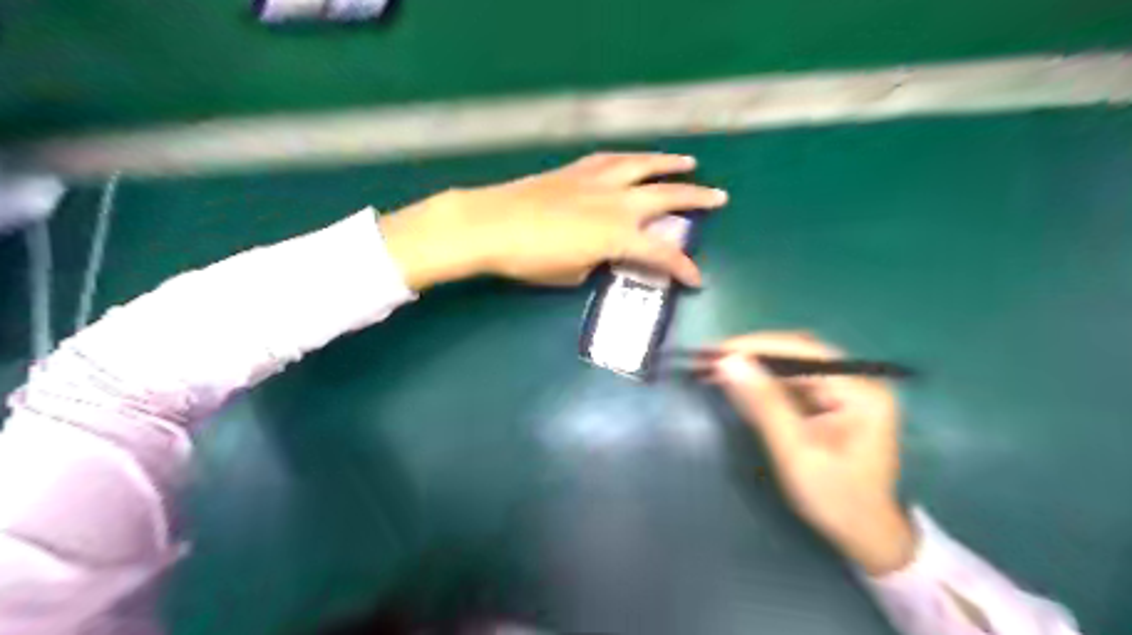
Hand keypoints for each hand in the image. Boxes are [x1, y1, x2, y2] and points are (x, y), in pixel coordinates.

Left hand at [377, 152, 725, 289]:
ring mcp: (596, 180)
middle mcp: (615, 202)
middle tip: (719, 197)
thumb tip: (602, 254)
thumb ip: (596, 262)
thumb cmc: (529, 258)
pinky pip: (613, 159)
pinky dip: (632, 158)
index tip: (697, 280)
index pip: (661, 254)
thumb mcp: (571, 273)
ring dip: (669, 164)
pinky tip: (636, 158)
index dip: (682, 269)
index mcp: (616, 235)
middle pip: (666, 197)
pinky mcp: (576, 170)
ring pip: (643, 166)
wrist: (488, 224)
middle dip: (697, 199)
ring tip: (689, 162)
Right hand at [705, 332, 912, 574]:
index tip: (719, 350)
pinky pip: (794, 381)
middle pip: (798, 353)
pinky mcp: (834, 401)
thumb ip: (764, 404)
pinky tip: (741, 385)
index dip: (757, 346)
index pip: (804, 351)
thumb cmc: (835, 499)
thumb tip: (730, 363)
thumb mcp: (795, 453)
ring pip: (793, 364)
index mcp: (861, 392)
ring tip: (719, 368)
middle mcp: (858, 382)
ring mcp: (847, 390)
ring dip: (756, 365)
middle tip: (713, 358)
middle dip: (754, 354)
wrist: (865, 534)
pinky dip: (765, 382)